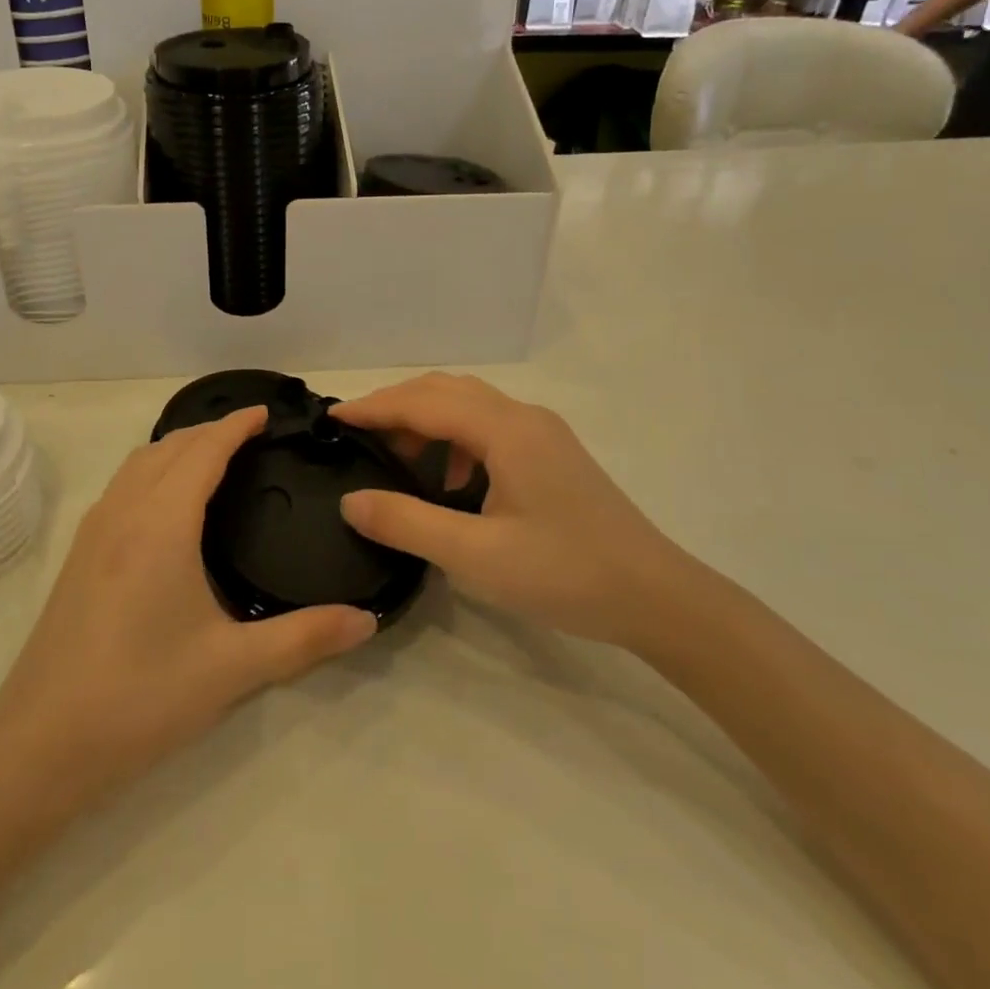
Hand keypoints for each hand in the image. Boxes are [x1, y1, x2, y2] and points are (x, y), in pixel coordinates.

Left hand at [0, 406, 374, 804]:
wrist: (41, 743)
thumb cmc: (141, 696)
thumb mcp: (232, 668)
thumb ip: (304, 638)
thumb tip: (367, 620)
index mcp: (161, 524)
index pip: (203, 451)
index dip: (235, 425)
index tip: (265, 412)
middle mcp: (123, 513)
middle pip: (168, 447)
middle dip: (209, 430)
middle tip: (251, 434)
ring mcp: (93, 533)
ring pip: (138, 464)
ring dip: (176, 448)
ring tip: (212, 458)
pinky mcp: (77, 556)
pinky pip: (122, 487)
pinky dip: (152, 471)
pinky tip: (167, 505)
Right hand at [332, 374, 689, 645]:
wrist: (657, 598)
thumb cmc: (566, 574)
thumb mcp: (476, 555)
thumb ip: (407, 523)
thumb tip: (350, 499)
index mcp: (506, 430)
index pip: (423, 402)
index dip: (374, 406)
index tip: (332, 417)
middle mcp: (524, 418)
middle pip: (446, 390)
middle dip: (396, 405)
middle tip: (357, 434)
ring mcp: (543, 434)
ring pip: (469, 406)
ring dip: (426, 420)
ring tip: (395, 455)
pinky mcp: (552, 455)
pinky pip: (489, 428)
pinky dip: (454, 440)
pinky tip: (450, 481)